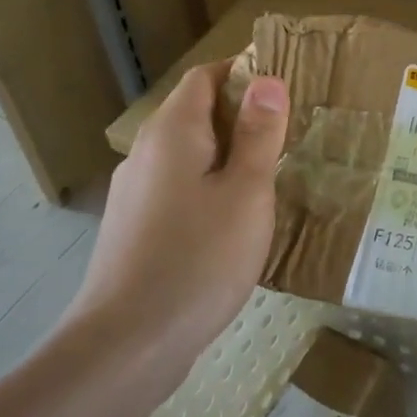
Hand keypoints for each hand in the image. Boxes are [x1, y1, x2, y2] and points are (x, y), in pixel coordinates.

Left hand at [66, 61, 288, 380]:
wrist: (127, 346)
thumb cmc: (199, 260)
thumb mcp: (246, 192)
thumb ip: (258, 134)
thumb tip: (267, 80)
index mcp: (172, 132)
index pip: (205, 76)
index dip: (243, 71)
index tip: (285, 83)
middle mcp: (145, 153)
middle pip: (194, 113)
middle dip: (240, 115)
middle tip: (289, 132)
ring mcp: (133, 194)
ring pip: (186, 155)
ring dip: (225, 154)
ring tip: (269, 175)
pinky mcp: (133, 230)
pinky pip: (177, 189)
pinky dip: (207, 187)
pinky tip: (233, 221)